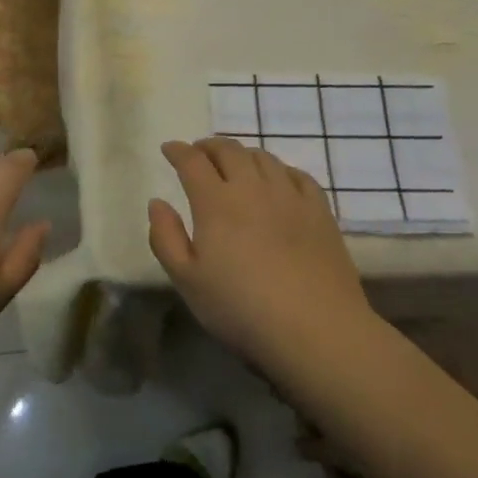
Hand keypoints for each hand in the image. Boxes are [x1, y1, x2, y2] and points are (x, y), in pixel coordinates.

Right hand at [148, 137, 372, 369]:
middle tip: (200, 153)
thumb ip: (166, 238)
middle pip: (228, 150)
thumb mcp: (188, 282)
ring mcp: (290, 196)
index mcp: (215, 202)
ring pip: (263, 157)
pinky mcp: (320, 211)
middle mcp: (252, 188)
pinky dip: (280, 169)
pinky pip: (298, 175)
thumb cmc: (241, 309)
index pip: (192, 162)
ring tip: (235, 164)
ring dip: (242, 154)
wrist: (317, 331)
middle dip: (209, 146)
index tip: (169, 149)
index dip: (178, 151)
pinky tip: (277, 181)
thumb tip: (157, 203)